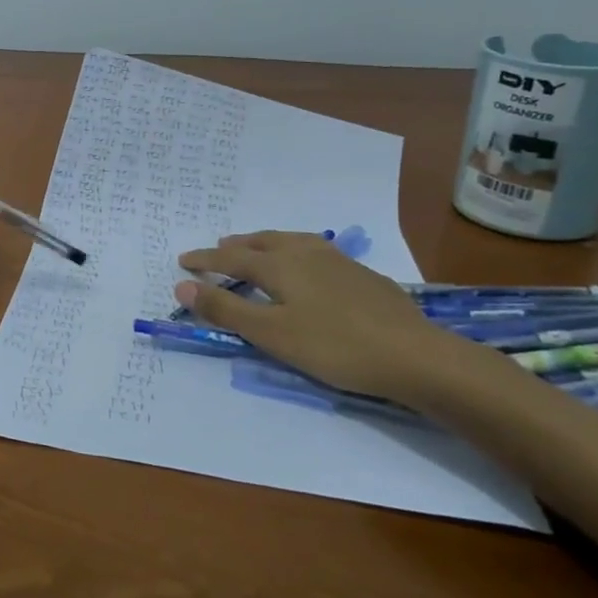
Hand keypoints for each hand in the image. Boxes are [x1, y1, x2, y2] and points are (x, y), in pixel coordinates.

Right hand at [174, 232, 481, 406]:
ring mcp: (338, 261)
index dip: (205, 259)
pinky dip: (294, 252)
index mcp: (280, 265)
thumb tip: (182, 286)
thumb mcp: (271, 334)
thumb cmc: (334, 347)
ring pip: (292, 241)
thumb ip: (225, 309)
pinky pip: (315, 251)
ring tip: (258, 249)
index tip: (183, 261)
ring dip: (266, 243)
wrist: (415, 356)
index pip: (231, 257)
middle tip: (218, 249)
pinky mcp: (363, 275)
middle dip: (236, 245)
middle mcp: (306, 253)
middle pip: (262, 242)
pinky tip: (307, 268)